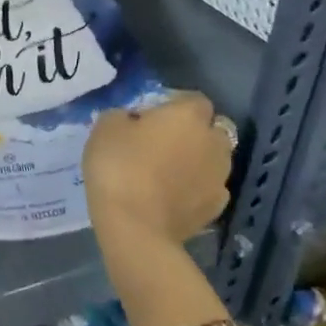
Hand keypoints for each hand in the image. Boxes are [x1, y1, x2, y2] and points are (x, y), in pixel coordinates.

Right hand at [82, 94, 232, 255]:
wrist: (135, 226)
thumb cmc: (119, 166)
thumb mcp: (105, 127)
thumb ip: (123, 116)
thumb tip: (132, 121)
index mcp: (188, 116)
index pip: (194, 99)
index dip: (174, 104)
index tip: (151, 115)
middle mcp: (213, 142)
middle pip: (212, 129)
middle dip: (194, 132)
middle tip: (163, 141)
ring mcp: (219, 178)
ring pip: (214, 159)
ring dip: (197, 160)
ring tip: (167, 171)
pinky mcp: (217, 208)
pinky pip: (208, 188)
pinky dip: (195, 188)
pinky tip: (172, 195)